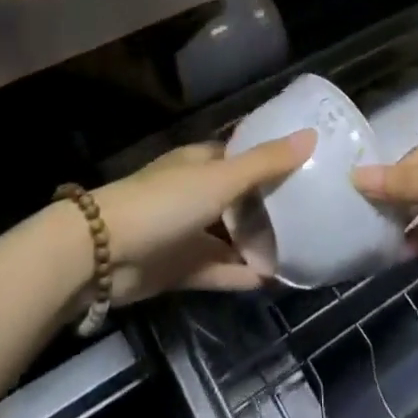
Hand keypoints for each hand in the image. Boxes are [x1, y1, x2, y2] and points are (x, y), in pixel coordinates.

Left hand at [91, 131, 313, 303]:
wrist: (104, 252)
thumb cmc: (165, 202)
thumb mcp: (221, 178)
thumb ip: (266, 163)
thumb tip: (312, 135)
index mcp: (202, 163)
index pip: (243, 157)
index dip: (272, 160)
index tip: (308, 167)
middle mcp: (196, 193)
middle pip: (240, 198)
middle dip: (270, 206)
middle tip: (313, 214)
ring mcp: (187, 231)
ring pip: (230, 236)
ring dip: (258, 244)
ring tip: (300, 251)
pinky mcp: (180, 267)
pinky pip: (219, 269)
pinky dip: (241, 274)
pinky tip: (272, 281)